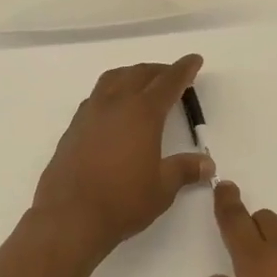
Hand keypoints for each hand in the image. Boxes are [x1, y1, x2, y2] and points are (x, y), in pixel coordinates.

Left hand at [31, 55, 214, 257]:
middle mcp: (114, 105)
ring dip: (131, 75)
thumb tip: (207, 164)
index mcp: (142, 113)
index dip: (183, 70)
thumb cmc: (123, 201)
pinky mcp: (72, 129)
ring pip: (112, 80)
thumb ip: (184, 170)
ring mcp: (89, 114)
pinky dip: (110, 92)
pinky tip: (114, 109)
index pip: (167, 82)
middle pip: (138, 74)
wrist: (70, 217)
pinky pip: (95, 97)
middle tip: (172, 74)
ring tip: (142, 83)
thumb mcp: (162, 188)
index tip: (194, 60)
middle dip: (158, 70)